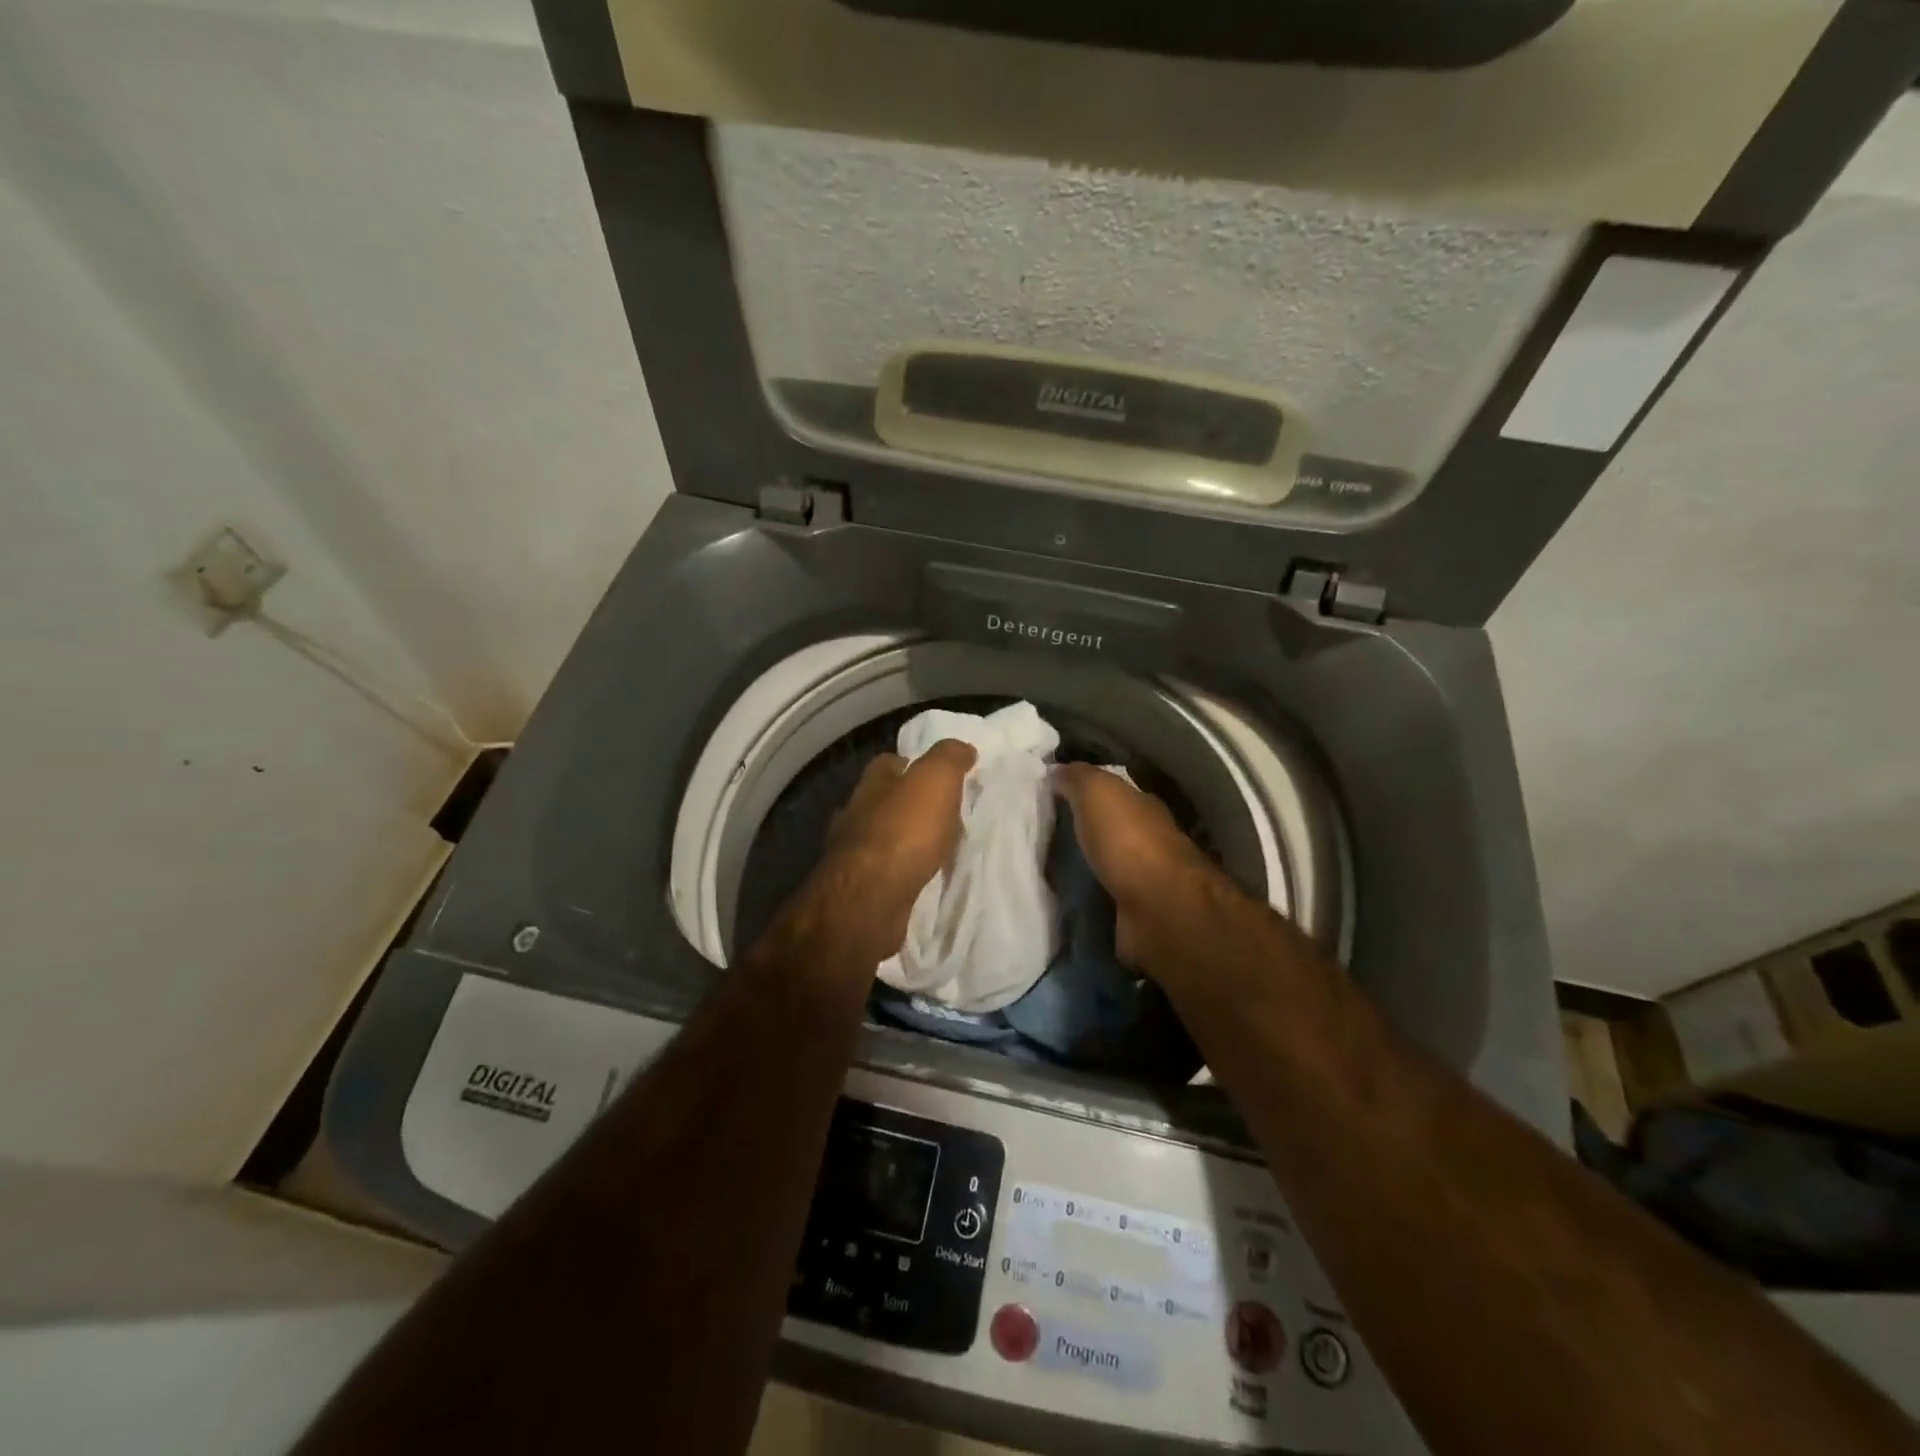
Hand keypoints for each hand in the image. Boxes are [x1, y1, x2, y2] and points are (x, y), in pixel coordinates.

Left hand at [816, 740, 976, 961]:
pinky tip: (921, 878)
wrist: (870, 899)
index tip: (939, 774)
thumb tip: (962, 748)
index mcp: (871, 784)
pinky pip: (886, 873)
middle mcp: (855, 814)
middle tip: (946, 814)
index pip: (889, 763)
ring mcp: (852, 855)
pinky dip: (902, 871)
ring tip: (938, 849)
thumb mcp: (935, 780)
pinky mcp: (859, 889)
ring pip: (883, 838)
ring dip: (906, 841)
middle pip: (884, 801)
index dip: (913, 764)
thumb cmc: (903, 831)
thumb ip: (949, 758)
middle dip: (909, 805)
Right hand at [1052, 761, 1223, 971]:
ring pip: (1102, 865)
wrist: (1159, 909)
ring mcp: (1142, 880)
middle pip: (1106, 830)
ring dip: (1080, 867)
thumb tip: (1056, 770)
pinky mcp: (1132, 914)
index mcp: (1141, 806)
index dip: (1081, 792)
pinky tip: (1060, 898)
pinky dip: (1084, 896)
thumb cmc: (1129, 841)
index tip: (1048, 798)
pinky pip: (1099, 898)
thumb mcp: (1098, 793)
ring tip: (1041, 869)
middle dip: (1078, 831)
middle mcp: (1146, 840)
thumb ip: (1078, 778)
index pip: (1109, 793)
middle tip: (1038, 835)